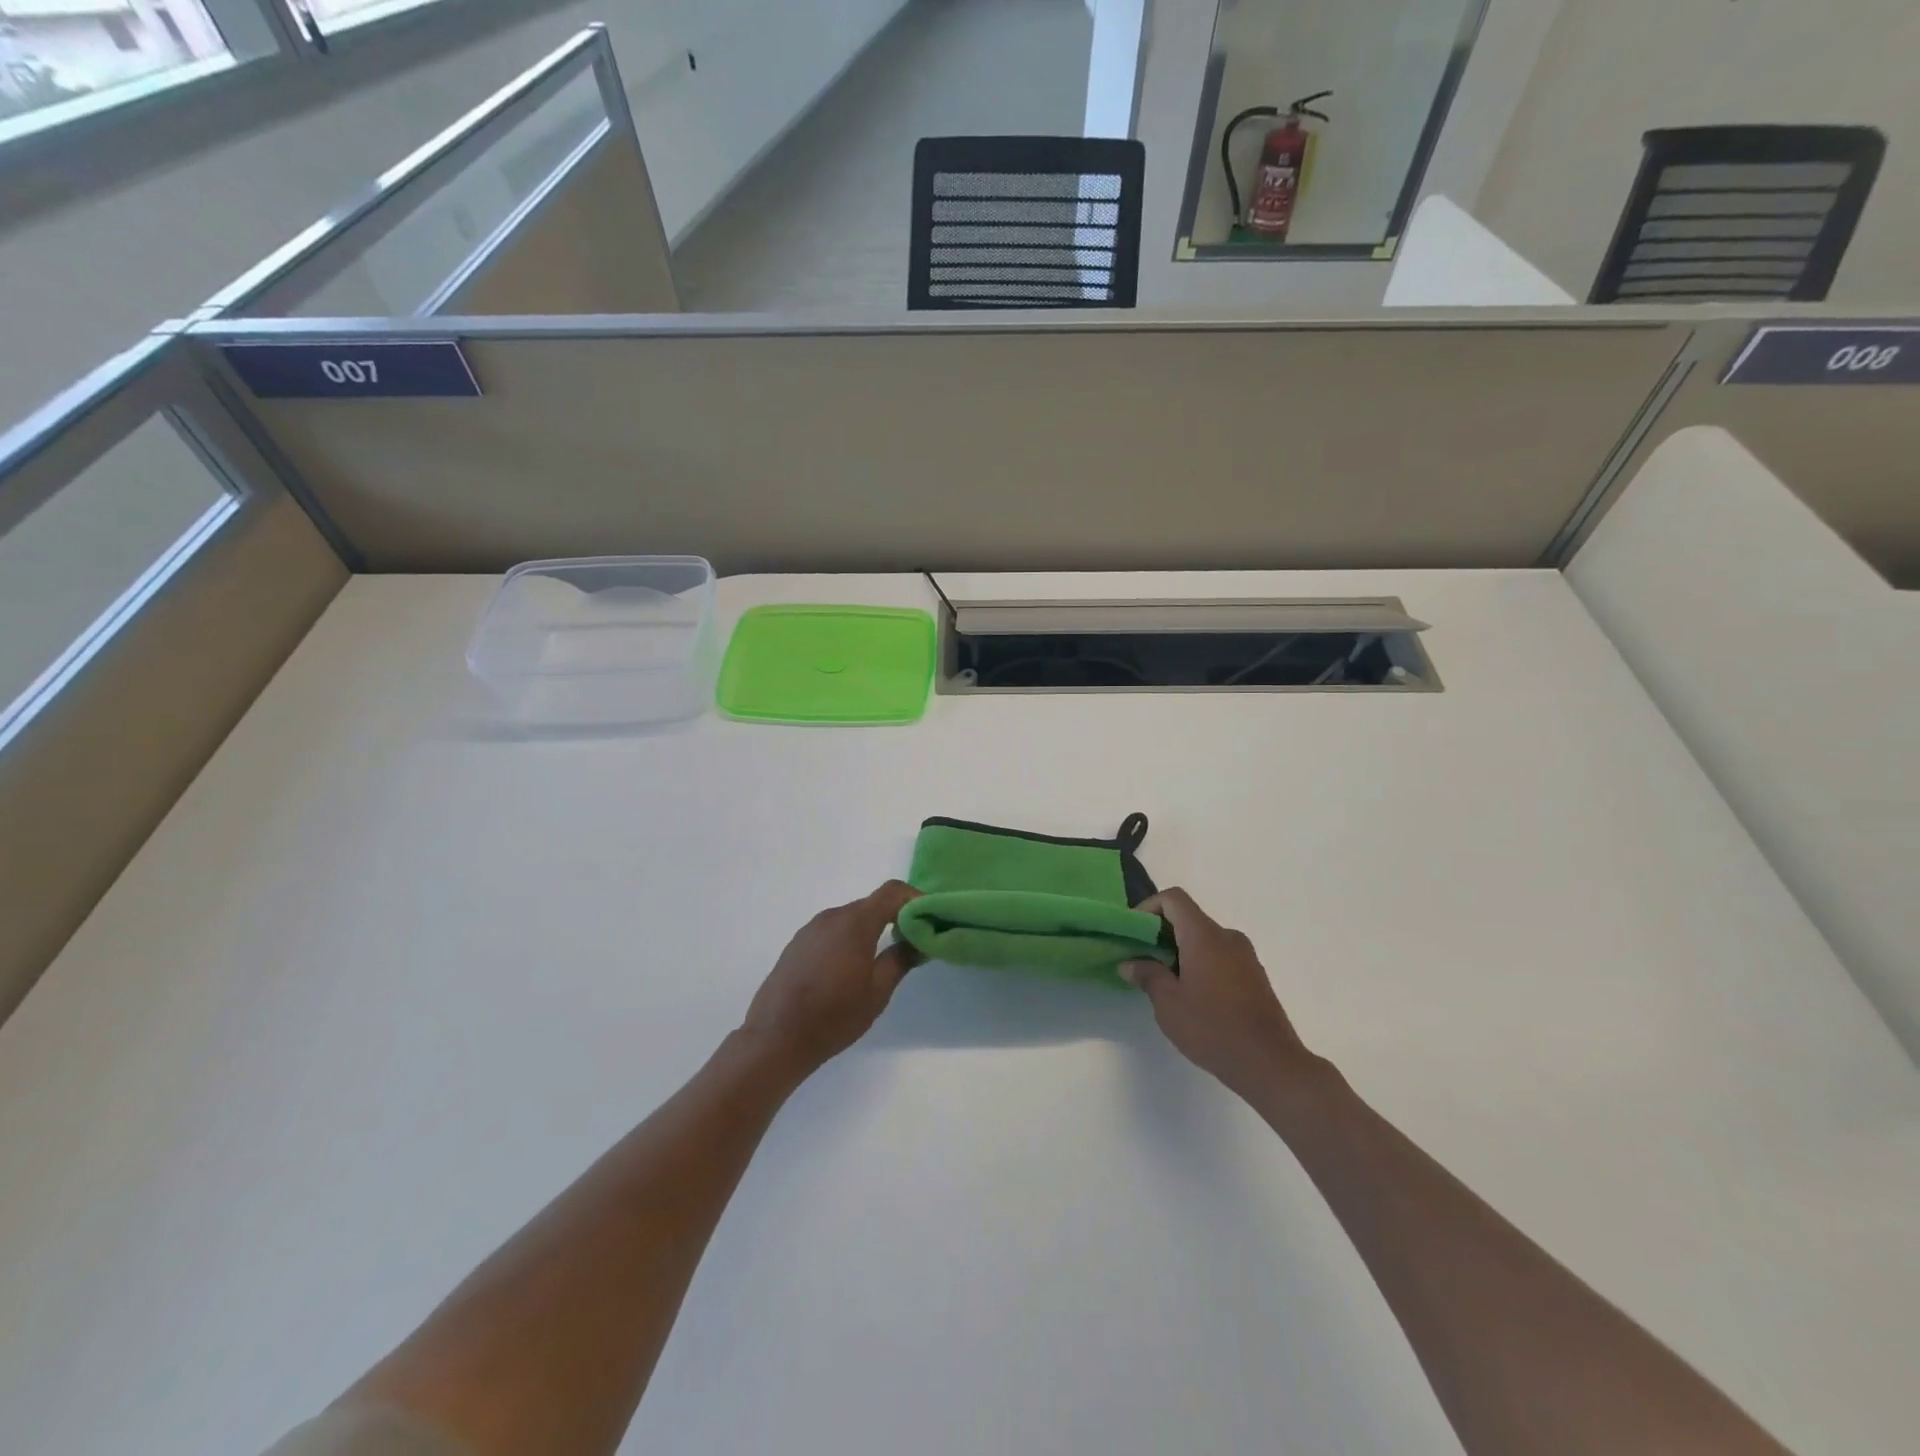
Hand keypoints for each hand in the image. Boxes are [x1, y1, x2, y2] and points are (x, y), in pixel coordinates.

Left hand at [740, 881, 921, 1079]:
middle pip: (872, 905)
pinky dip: (849, 939)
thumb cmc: (834, 1015)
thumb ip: (901, 959)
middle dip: (896, 917)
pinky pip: (832, 931)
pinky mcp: (797, 944)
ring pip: (851, 919)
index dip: (915, 899)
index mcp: (855, 922)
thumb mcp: (877, 992)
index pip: (892, 891)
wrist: (775, 1037)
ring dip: (871, 930)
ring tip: (882, 959)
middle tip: (912, 943)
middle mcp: (832, 916)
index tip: (930, 919)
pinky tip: (849, 970)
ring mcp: (810, 929)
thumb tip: (919, 940)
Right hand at [1120, 888, 1317, 1097]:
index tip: (1134, 933)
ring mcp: (1246, 956)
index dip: (1148, 906)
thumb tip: (1130, 963)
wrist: (1270, 1064)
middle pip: (1188, 918)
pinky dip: (1200, 962)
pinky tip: (1193, 995)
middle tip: (1142, 959)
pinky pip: (1220, 955)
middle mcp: (1227, 937)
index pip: (1173, 899)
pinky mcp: (1255, 975)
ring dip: (1181, 949)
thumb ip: (1147, 976)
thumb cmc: (1213, 1029)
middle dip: (1161, 933)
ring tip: (1165, 981)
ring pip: (1205, 938)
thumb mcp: (1169, 1004)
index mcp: (1204, 936)